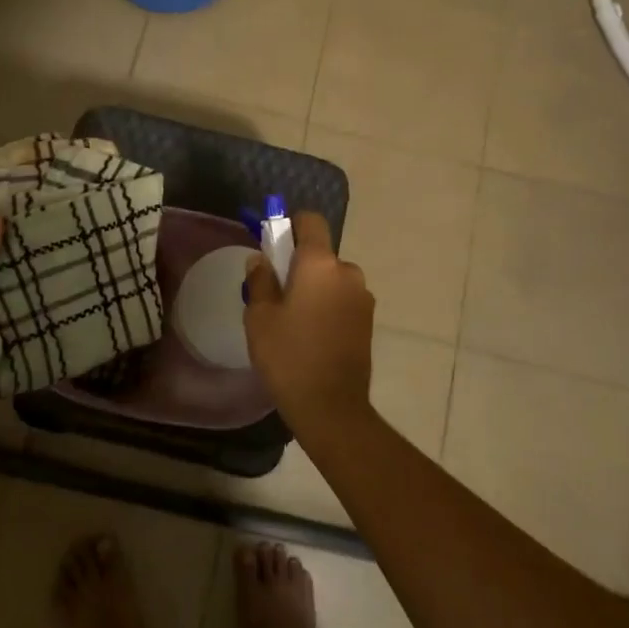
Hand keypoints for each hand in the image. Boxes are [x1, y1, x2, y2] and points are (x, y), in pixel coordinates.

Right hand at [243, 212, 375, 441]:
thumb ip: (260, 280)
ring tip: (295, 321)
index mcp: (320, 264)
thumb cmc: (288, 356)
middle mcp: (347, 272)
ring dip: (316, 288)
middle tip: (277, 294)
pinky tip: (313, 335)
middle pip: (321, 254)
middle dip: (300, 266)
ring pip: (332, 278)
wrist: (331, 406)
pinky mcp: (368, 320)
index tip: (274, 243)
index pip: (311, 221)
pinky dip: (328, 305)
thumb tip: (261, 259)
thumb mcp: (260, 317)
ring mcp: (363, 297)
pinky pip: (343, 299)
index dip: (292, 224)